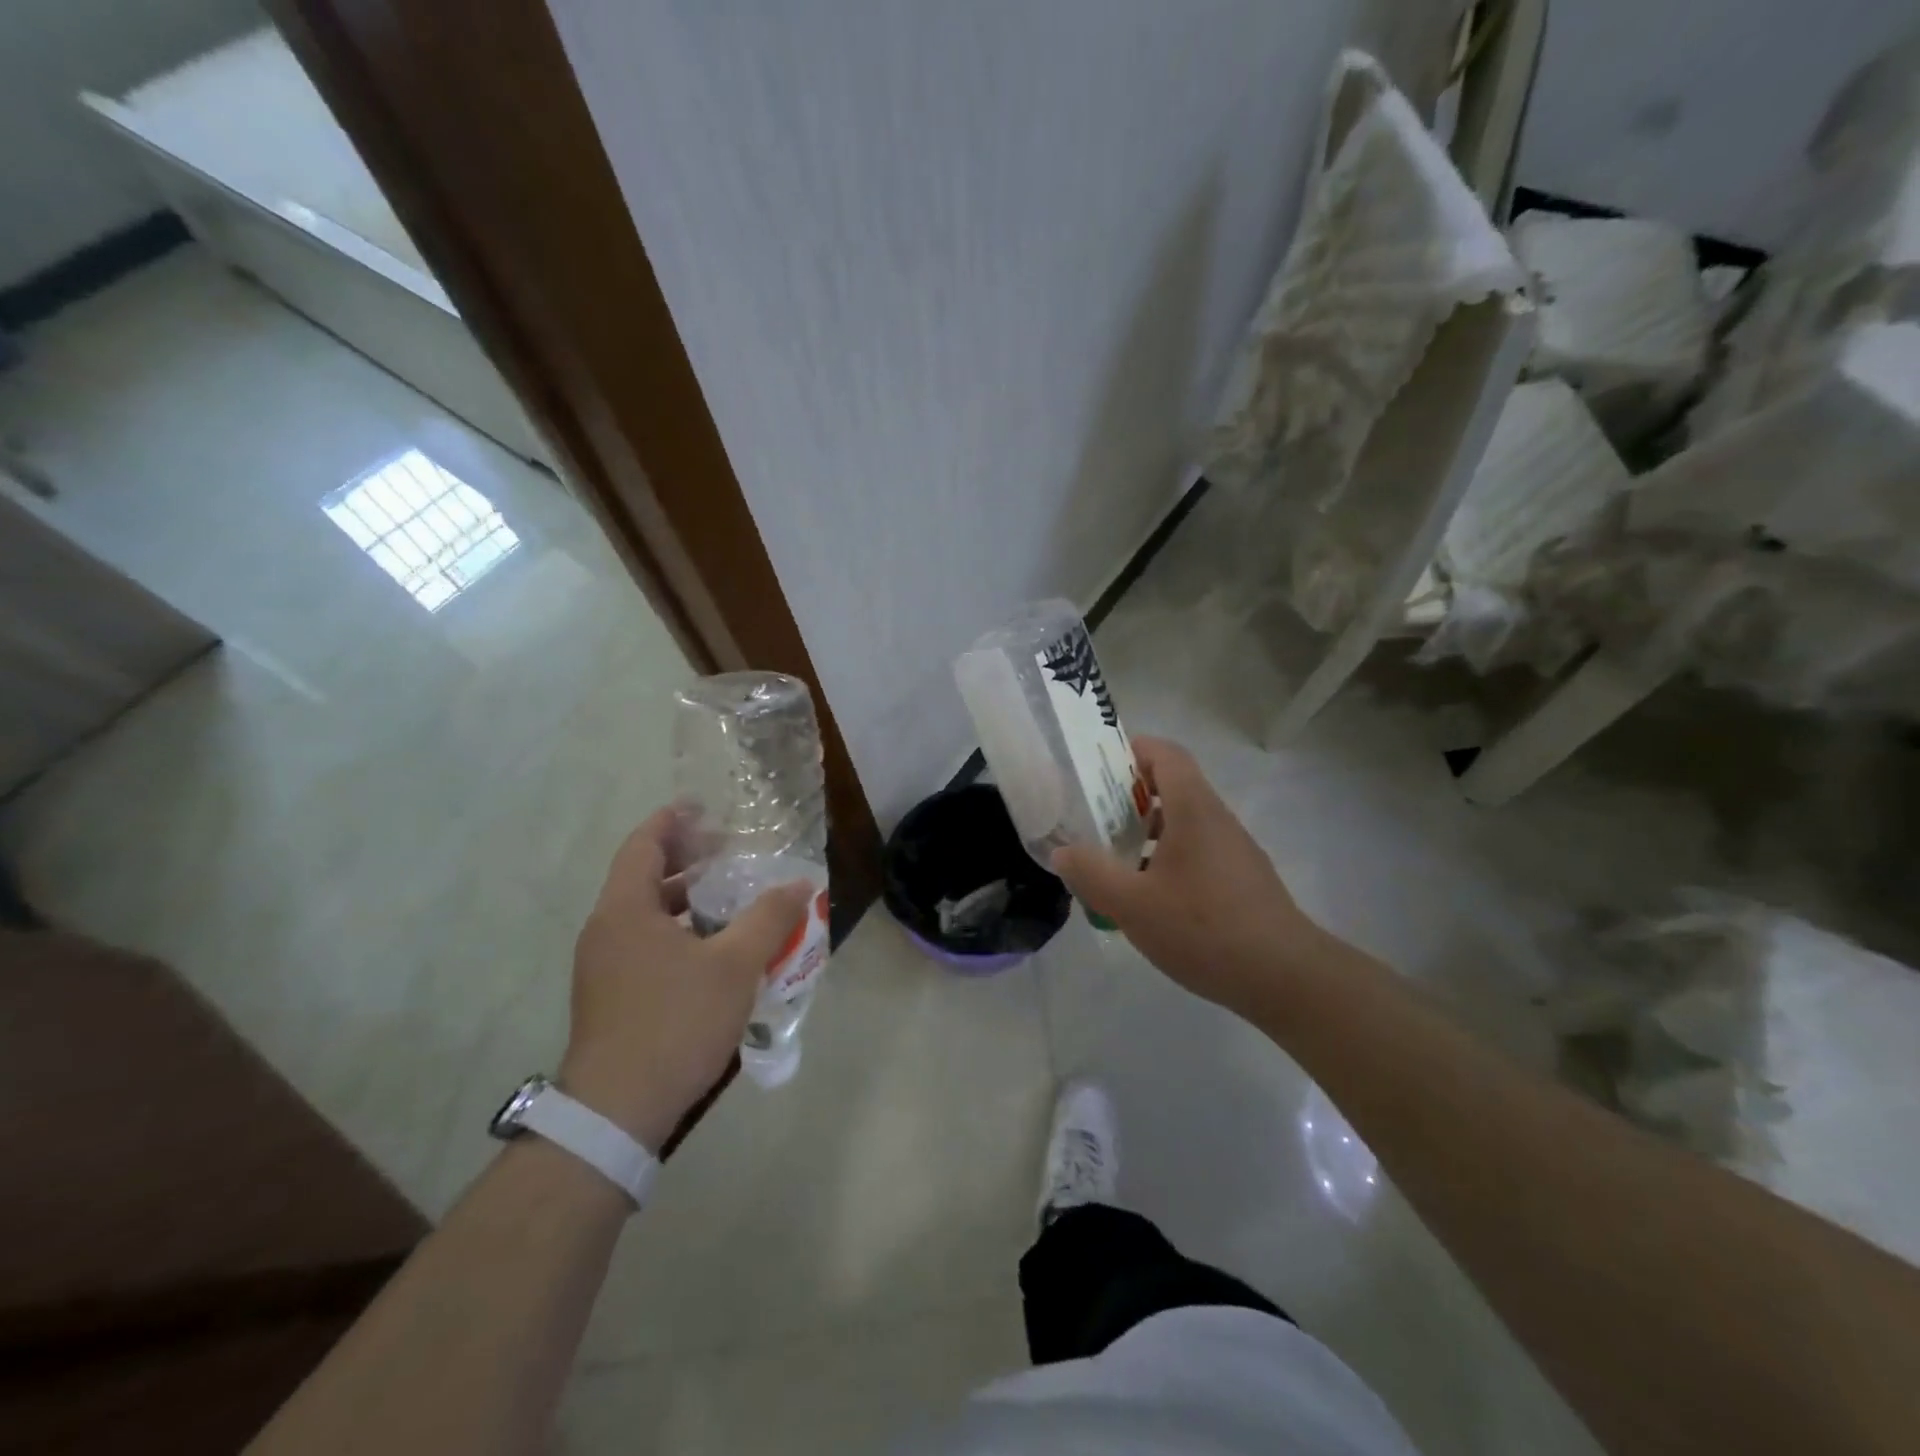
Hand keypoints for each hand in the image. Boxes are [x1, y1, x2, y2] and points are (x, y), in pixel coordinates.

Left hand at [559, 808, 812, 1151]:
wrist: (617, 1111)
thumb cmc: (675, 1022)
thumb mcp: (735, 965)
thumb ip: (769, 918)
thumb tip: (801, 884)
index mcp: (625, 910)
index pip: (644, 844)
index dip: (672, 820)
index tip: (703, 808)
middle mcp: (606, 930)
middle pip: (643, 876)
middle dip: (685, 860)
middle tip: (728, 853)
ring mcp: (603, 966)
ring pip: (645, 914)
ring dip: (684, 900)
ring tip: (729, 898)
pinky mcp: (611, 996)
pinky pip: (645, 944)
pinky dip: (678, 931)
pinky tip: (713, 950)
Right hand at [1053, 737, 1327, 1017]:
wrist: (1285, 977)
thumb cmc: (1205, 928)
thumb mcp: (1133, 905)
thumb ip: (1092, 874)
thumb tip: (1063, 852)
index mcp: (1194, 809)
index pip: (1166, 754)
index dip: (1132, 750)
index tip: (1097, 768)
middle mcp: (1217, 820)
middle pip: (1173, 787)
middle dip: (1130, 796)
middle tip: (1093, 818)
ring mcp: (1234, 851)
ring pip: (1184, 824)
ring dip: (1147, 832)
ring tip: (1114, 859)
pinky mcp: (1242, 881)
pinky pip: (1197, 852)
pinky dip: (1167, 859)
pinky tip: (1149, 898)